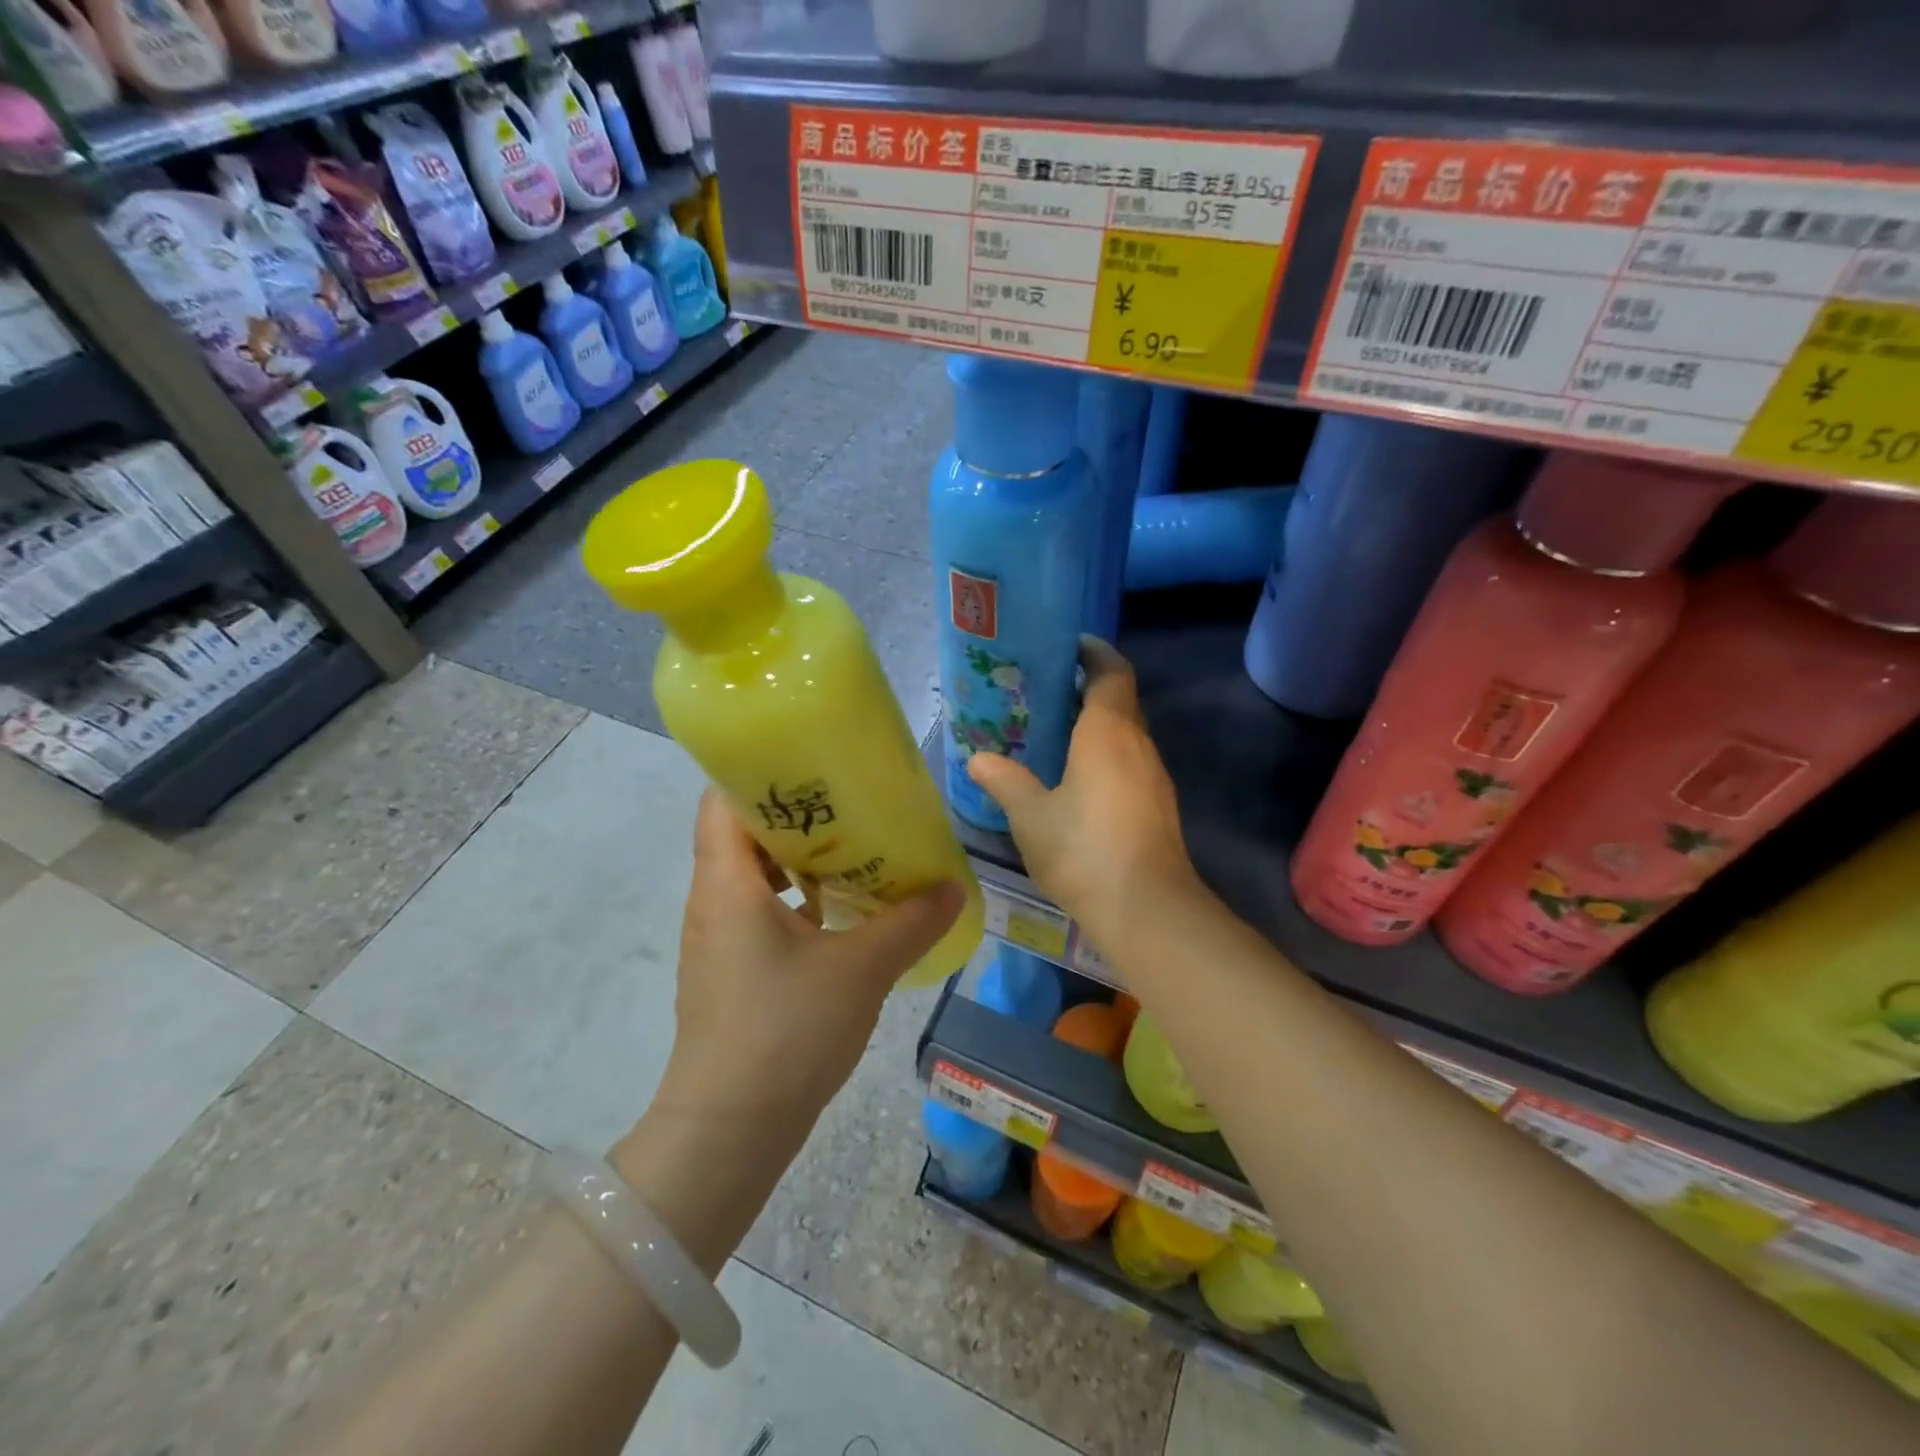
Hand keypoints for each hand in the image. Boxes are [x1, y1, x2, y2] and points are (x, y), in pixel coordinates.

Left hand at [652, 790, 963, 1147]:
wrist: (729, 1131)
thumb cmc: (786, 1033)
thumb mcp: (860, 970)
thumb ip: (909, 924)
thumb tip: (952, 888)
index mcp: (727, 883)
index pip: (722, 798)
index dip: (761, 771)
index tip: (815, 763)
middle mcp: (712, 900)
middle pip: (742, 831)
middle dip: (795, 811)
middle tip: (851, 802)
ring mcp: (717, 937)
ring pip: (752, 873)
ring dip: (798, 858)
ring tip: (855, 849)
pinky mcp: (730, 969)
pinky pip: (760, 910)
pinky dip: (797, 898)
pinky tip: (842, 911)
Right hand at [966, 637, 1198, 942]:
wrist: (1147, 908)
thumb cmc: (1083, 850)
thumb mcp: (1030, 815)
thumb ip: (1004, 782)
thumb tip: (978, 759)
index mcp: (1108, 732)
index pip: (1111, 671)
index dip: (1094, 652)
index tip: (1069, 645)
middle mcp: (1138, 744)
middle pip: (1121, 700)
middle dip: (1089, 688)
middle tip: (1046, 691)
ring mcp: (1153, 777)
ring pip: (1127, 734)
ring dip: (1098, 725)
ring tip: (1056, 733)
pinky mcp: (1158, 806)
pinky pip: (1130, 762)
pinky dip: (1106, 755)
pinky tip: (1078, 779)